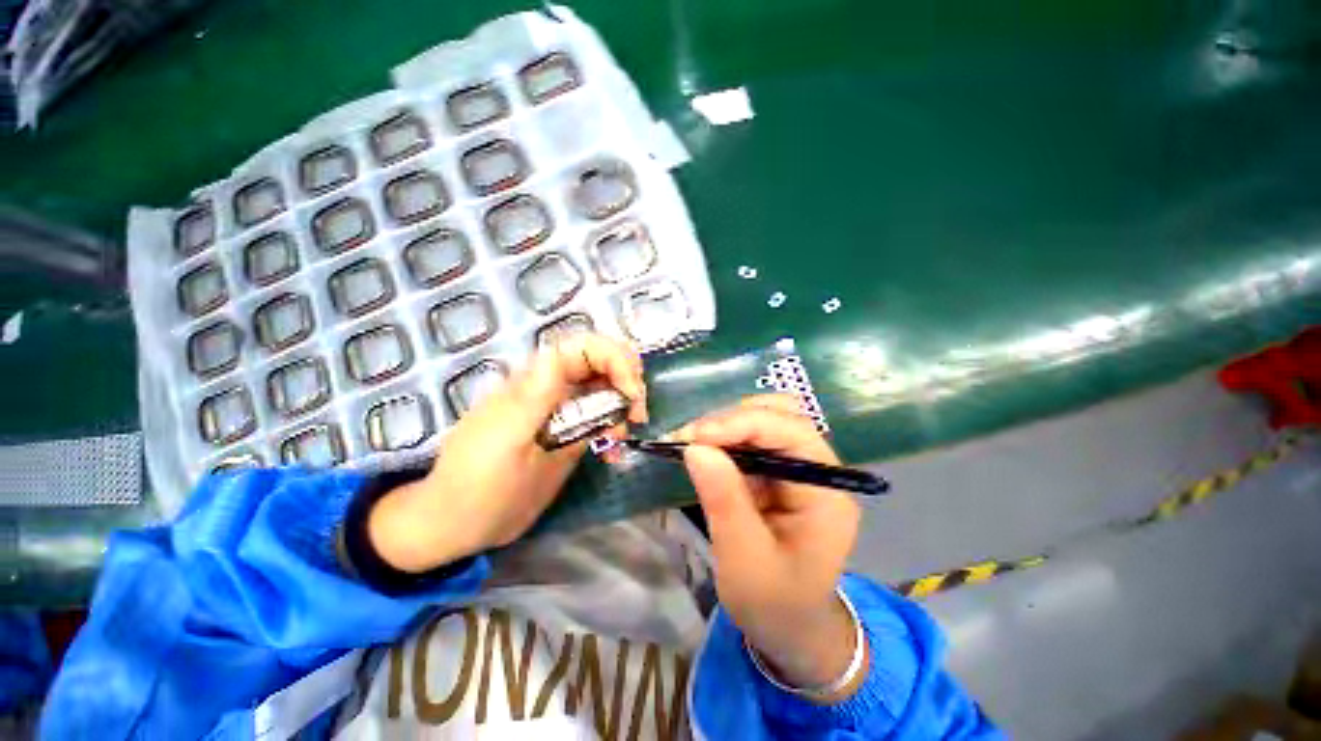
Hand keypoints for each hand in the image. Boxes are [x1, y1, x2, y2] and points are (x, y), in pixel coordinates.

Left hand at [367, 334, 646, 571]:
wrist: (460, 524)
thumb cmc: (478, 486)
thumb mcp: (505, 442)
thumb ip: (534, 399)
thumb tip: (557, 357)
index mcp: (534, 381)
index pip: (584, 347)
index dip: (615, 358)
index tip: (631, 394)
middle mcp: (551, 387)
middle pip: (602, 362)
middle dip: (628, 380)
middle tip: (637, 415)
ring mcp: (561, 410)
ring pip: (606, 388)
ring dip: (624, 405)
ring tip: (622, 438)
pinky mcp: (567, 431)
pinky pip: (600, 416)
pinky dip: (615, 427)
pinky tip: (614, 451)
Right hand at [675, 395, 863, 700]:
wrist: (789, 627)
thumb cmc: (774, 603)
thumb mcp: (744, 559)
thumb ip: (724, 501)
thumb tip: (695, 447)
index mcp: (826, 492)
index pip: (791, 432)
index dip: (742, 423)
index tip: (696, 436)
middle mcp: (818, 470)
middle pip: (781, 416)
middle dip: (732, 419)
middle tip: (690, 437)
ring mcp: (798, 467)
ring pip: (764, 421)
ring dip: (725, 425)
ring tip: (691, 441)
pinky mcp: (777, 472)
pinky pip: (751, 440)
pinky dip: (723, 438)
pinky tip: (702, 449)